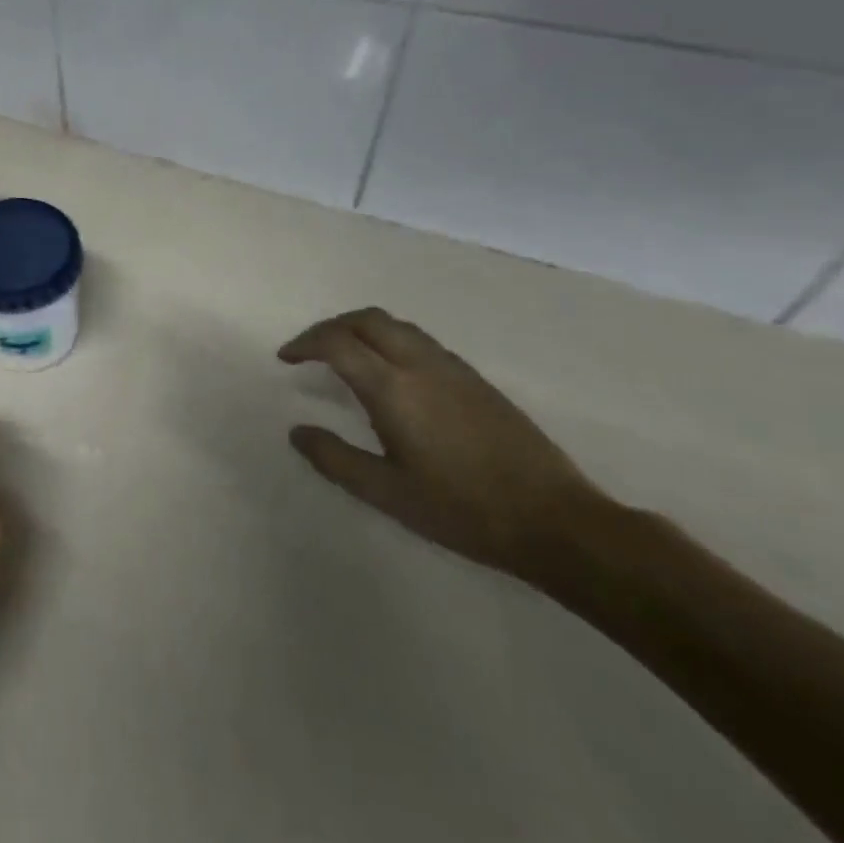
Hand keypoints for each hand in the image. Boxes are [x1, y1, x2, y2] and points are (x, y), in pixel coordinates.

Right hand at [278, 308, 609, 582]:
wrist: (557, 522)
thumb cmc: (462, 510)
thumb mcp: (386, 492)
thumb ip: (335, 458)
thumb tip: (298, 432)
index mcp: (394, 388)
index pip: (337, 343)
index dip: (305, 343)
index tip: (286, 358)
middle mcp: (422, 365)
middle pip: (368, 320)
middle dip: (331, 326)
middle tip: (310, 350)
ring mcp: (454, 369)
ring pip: (398, 326)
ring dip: (362, 330)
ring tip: (344, 357)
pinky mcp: (477, 381)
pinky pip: (421, 341)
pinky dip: (390, 341)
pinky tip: (390, 376)